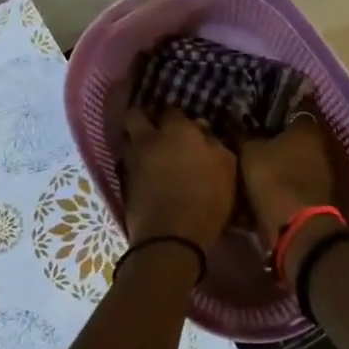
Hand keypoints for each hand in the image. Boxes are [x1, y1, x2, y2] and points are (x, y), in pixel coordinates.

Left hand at [120, 108, 236, 251]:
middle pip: (136, 115)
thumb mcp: (227, 168)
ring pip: (128, 140)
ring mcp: (132, 161)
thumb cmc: (206, 200)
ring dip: (137, 142)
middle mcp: (149, 139)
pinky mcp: (122, 184)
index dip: (176, 115)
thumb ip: (215, 144)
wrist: (170, 238)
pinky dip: (136, 165)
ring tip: (152, 154)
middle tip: (156, 128)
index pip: (171, 110)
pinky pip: (127, 164)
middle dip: (143, 117)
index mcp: (176, 130)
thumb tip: (202, 130)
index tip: (183, 123)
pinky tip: (147, 174)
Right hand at [239, 113, 337, 247]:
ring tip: (248, 166)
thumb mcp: (248, 152)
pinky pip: (292, 181)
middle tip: (245, 142)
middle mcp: (319, 145)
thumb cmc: (273, 179)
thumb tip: (235, 125)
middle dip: (269, 140)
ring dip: (274, 164)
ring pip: (290, 161)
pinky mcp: (317, 194)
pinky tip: (260, 187)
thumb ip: (242, 135)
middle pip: (289, 137)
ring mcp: (321, 171)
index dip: (266, 113)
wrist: (296, 228)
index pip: (287, 110)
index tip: (248, 117)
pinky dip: (279, 183)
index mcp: (306, 127)